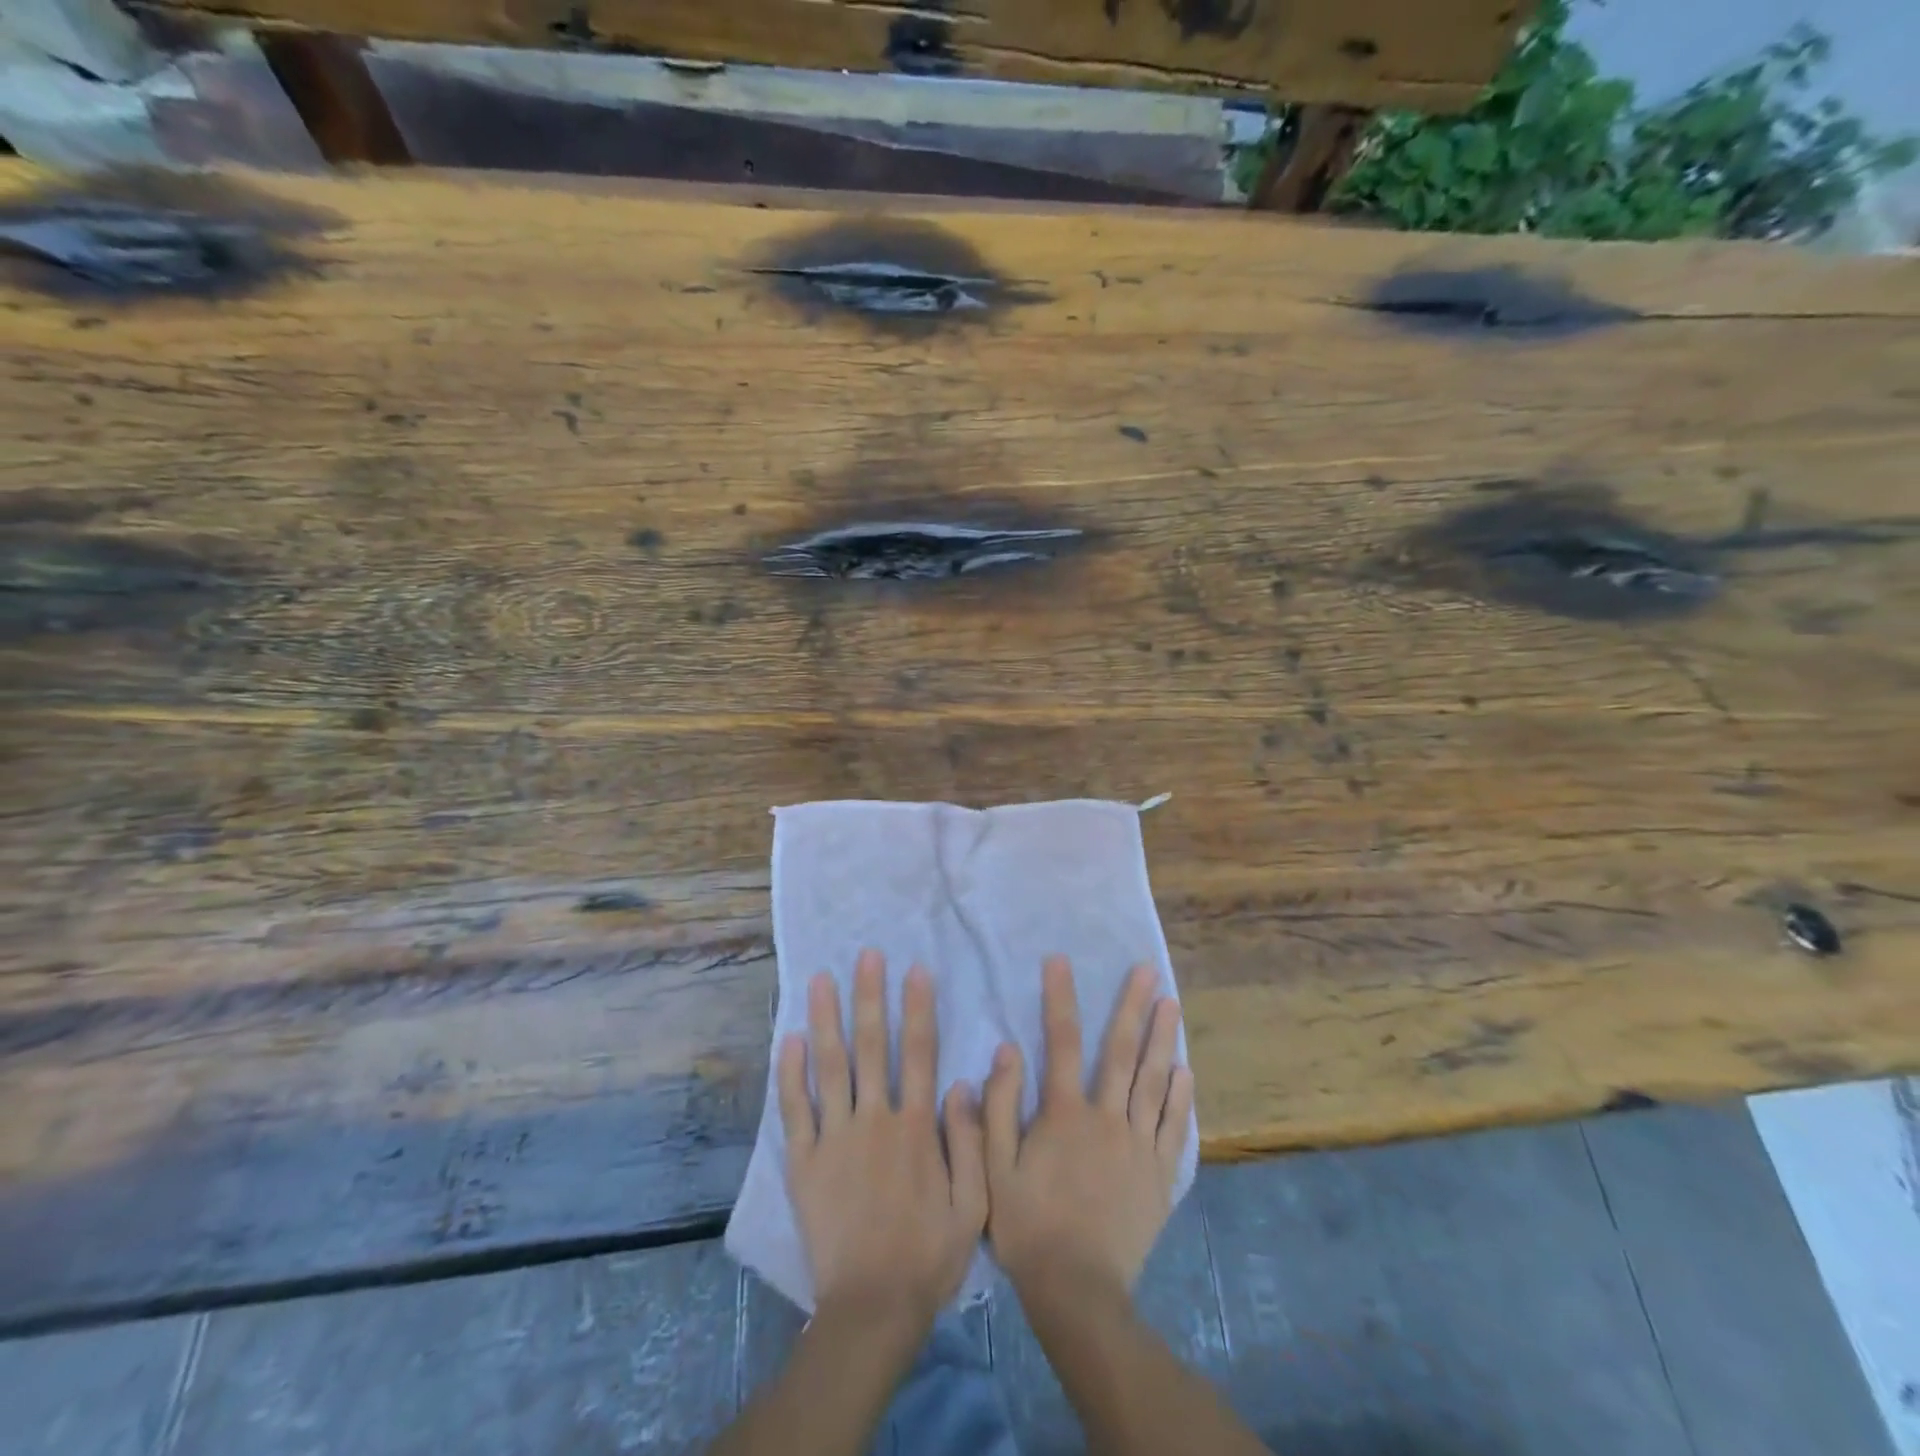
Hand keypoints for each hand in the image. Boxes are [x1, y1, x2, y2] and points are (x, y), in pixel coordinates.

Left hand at [778, 950, 986, 1332]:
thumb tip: (961, 1082)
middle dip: (869, 996)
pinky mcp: (804, 1163)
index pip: (918, 1053)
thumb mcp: (973, 1205)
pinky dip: (790, 1073)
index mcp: (915, 1128)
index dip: (917, 1008)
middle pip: (871, 1046)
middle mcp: (874, 1121)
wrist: (872, 1309)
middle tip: (866, 955)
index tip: (914, 969)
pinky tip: (788, 1039)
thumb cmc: (929, 1255)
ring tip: (820, 979)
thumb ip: (970, 1141)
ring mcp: (834, 1139)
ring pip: (830, 1066)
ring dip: (826, 1018)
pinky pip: (795, 1110)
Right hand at [983, 957, 1193, 1298]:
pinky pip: (1173, 1127)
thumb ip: (997, 1107)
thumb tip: (1007, 1049)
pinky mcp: (1159, 1175)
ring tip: (1171, 1003)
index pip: (1062, 1041)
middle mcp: (1107, 1118)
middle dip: (1133, 1006)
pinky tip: (1185, 1071)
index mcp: (1064, 1113)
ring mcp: (1138, 1145)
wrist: (1078, 1292)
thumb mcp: (994, 1168)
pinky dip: (1179, 1096)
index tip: (1060, 959)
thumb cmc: (1028, 1226)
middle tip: (1147, 970)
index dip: (1060, 997)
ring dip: (1162, 1038)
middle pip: (1121, 1051)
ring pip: (1153, 1080)